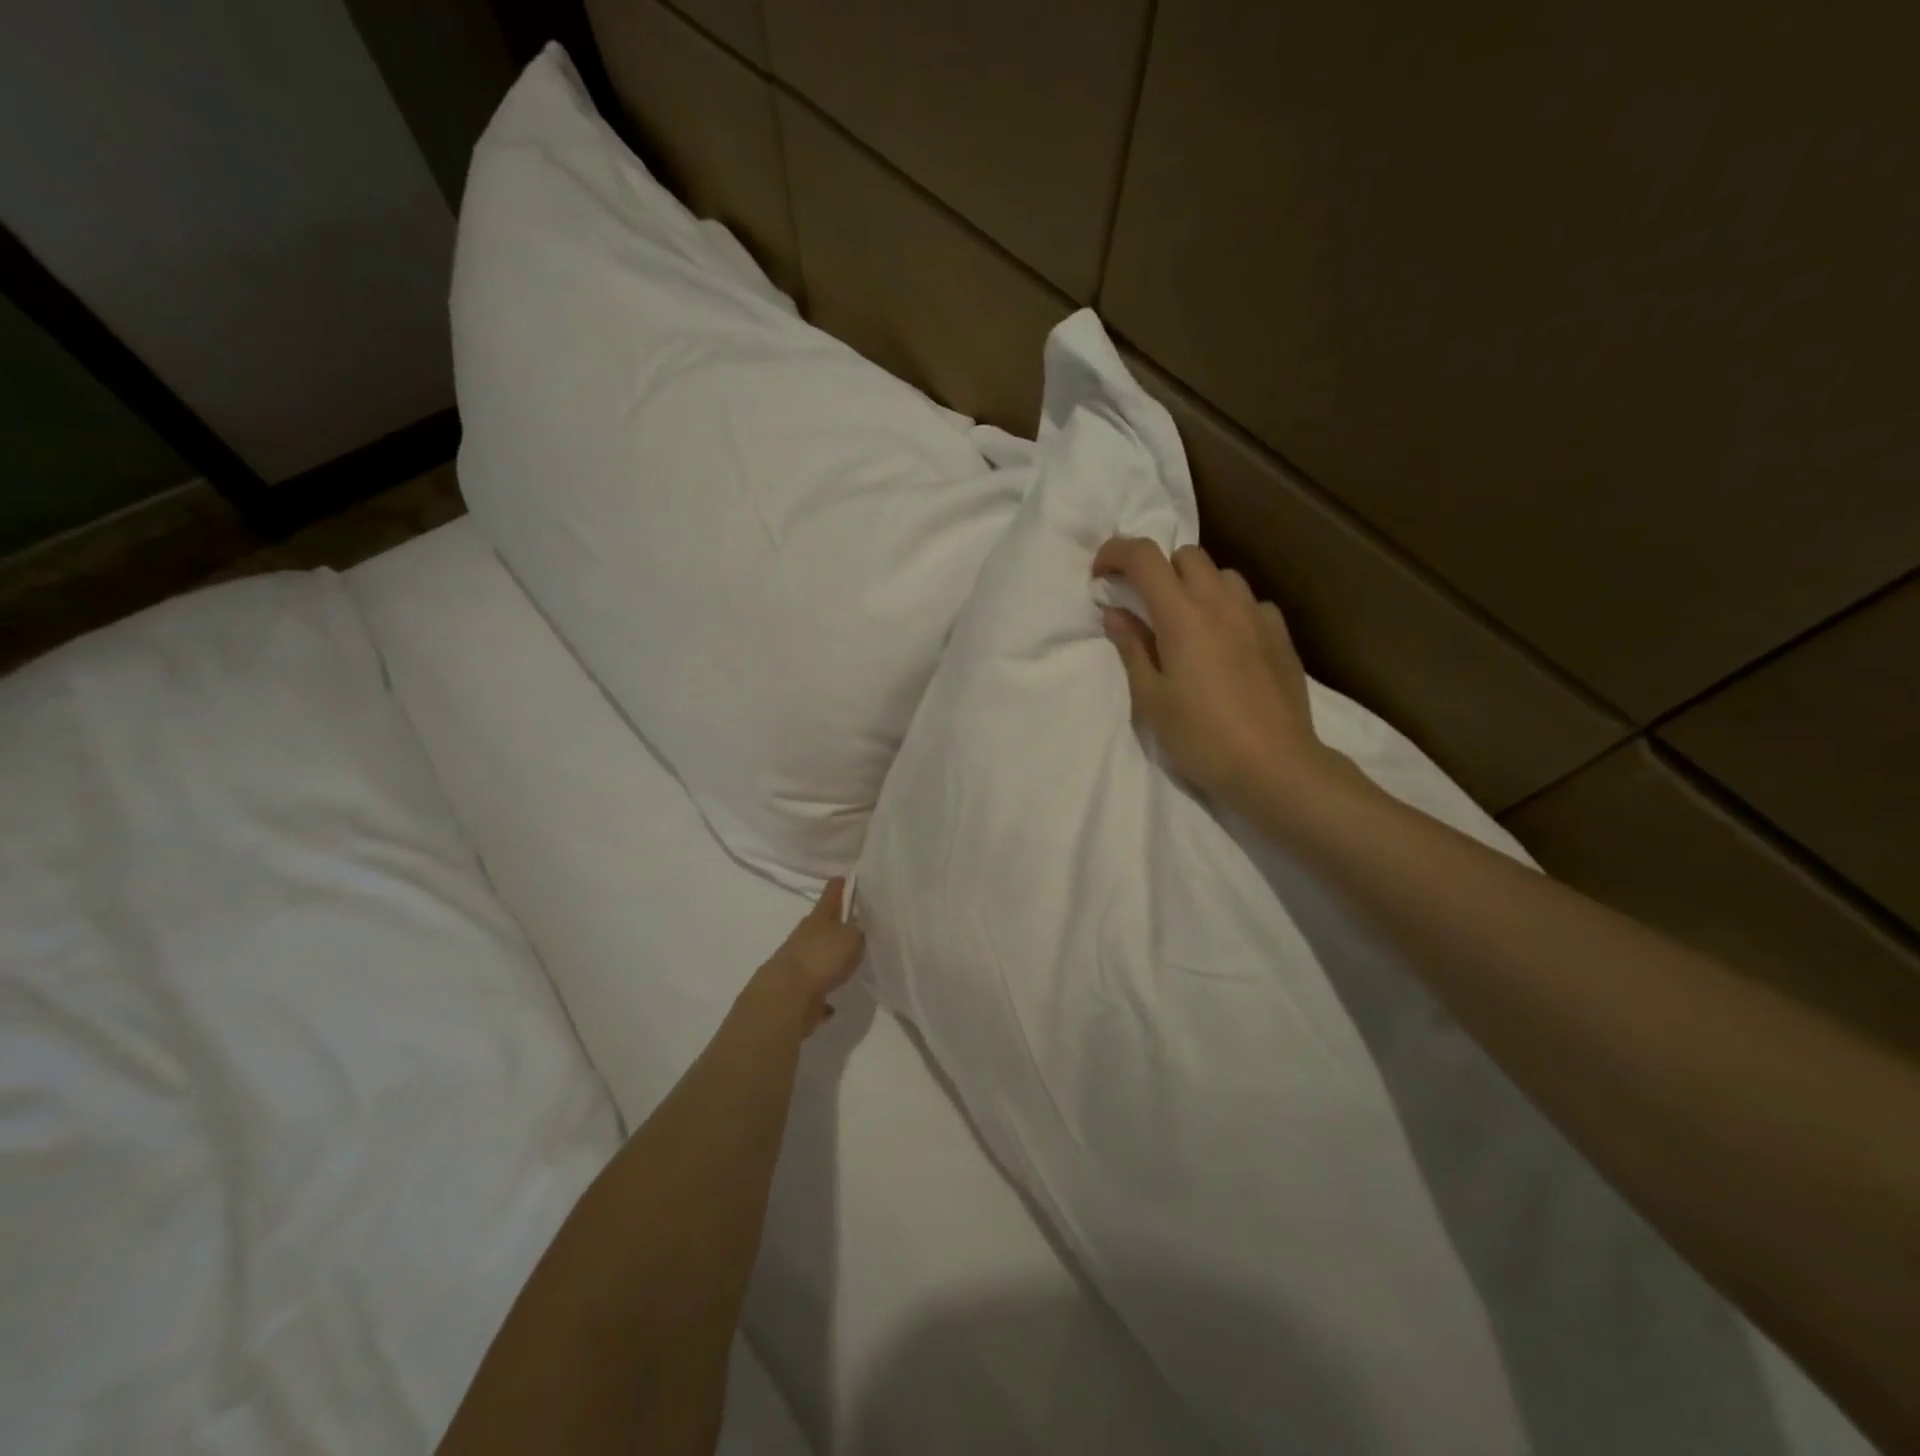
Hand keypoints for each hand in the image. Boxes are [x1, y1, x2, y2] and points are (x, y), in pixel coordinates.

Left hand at [758, 878, 864, 1032]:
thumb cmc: (822, 958)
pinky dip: (822, 993)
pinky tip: (833, 1004)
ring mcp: (798, 962)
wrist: (785, 998)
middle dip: (839, 922)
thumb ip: (860, 930)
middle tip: (860, 924)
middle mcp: (806, 935)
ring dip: (830, 958)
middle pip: (824, 923)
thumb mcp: (852, 938)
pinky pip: (815, 988)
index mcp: (820, 916)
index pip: (833, 891)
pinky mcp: (796, 990)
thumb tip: (860, 927)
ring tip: (849, 962)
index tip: (853, 877)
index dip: (843, 883)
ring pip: (818, 955)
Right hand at [1093, 537, 1323, 806]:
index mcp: (1182, 616)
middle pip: (1187, 555)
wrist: (1274, 764)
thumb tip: (1116, 614)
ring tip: (1188, 624)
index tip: (1100, 576)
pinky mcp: (1281, 636)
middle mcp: (1221, 603)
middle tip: (1146, 608)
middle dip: (1159, 570)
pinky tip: (1228, 644)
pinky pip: (1251, 603)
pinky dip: (1230, 609)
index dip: (1115, 553)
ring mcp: (1256, 616)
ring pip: (1223, 575)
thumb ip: (1132, 649)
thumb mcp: (1151, 699)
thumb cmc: (1201, 737)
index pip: (1144, 557)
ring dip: (1197, 586)